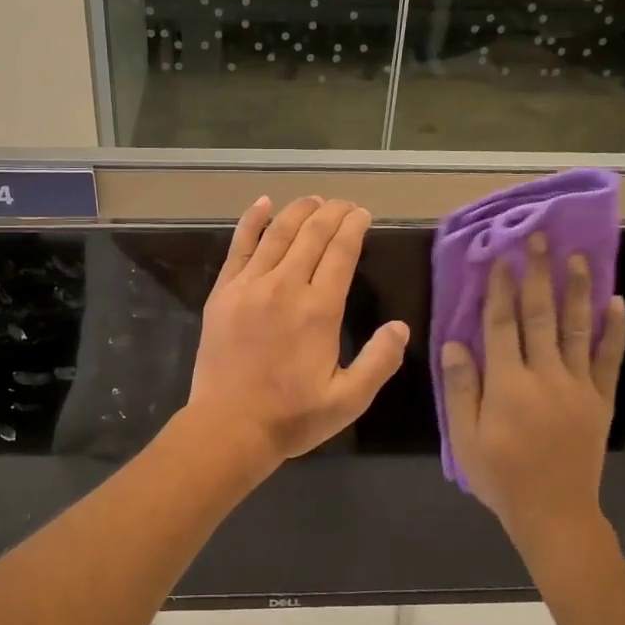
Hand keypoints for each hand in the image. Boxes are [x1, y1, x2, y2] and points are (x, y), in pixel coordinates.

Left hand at [187, 196, 409, 467]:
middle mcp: (285, 286)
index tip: (363, 214)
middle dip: (332, 213)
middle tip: (344, 204)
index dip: (354, 227)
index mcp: (319, 310)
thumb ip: (379, 362)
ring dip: (298, 211)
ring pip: (278, 234)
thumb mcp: (348, 399)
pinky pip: (239, 246)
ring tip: (314, 199)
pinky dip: (251, 221)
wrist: (229, 426)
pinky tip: (262, 204)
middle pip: (312, 235)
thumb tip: (400, 327)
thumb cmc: (292, 417)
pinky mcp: (224, 292)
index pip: (341, 252)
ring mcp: (250, 285)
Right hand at [440, 232, 624, 553]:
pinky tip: (615, 301)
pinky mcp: (600, 400)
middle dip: (537, 274)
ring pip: (578, 328)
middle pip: (540, 315)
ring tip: (578, 256)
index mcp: (508, 384)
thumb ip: (461, 388)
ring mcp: (578, 386)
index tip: (499, 256)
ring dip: (577, 289)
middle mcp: (546, 375)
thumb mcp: (464, 437)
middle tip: (538, 238)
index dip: (499, 288)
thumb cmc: (500, 476)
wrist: (553, 513)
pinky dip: (614, 329)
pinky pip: (609, 358)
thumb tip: (455, 343)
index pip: (502, 324)